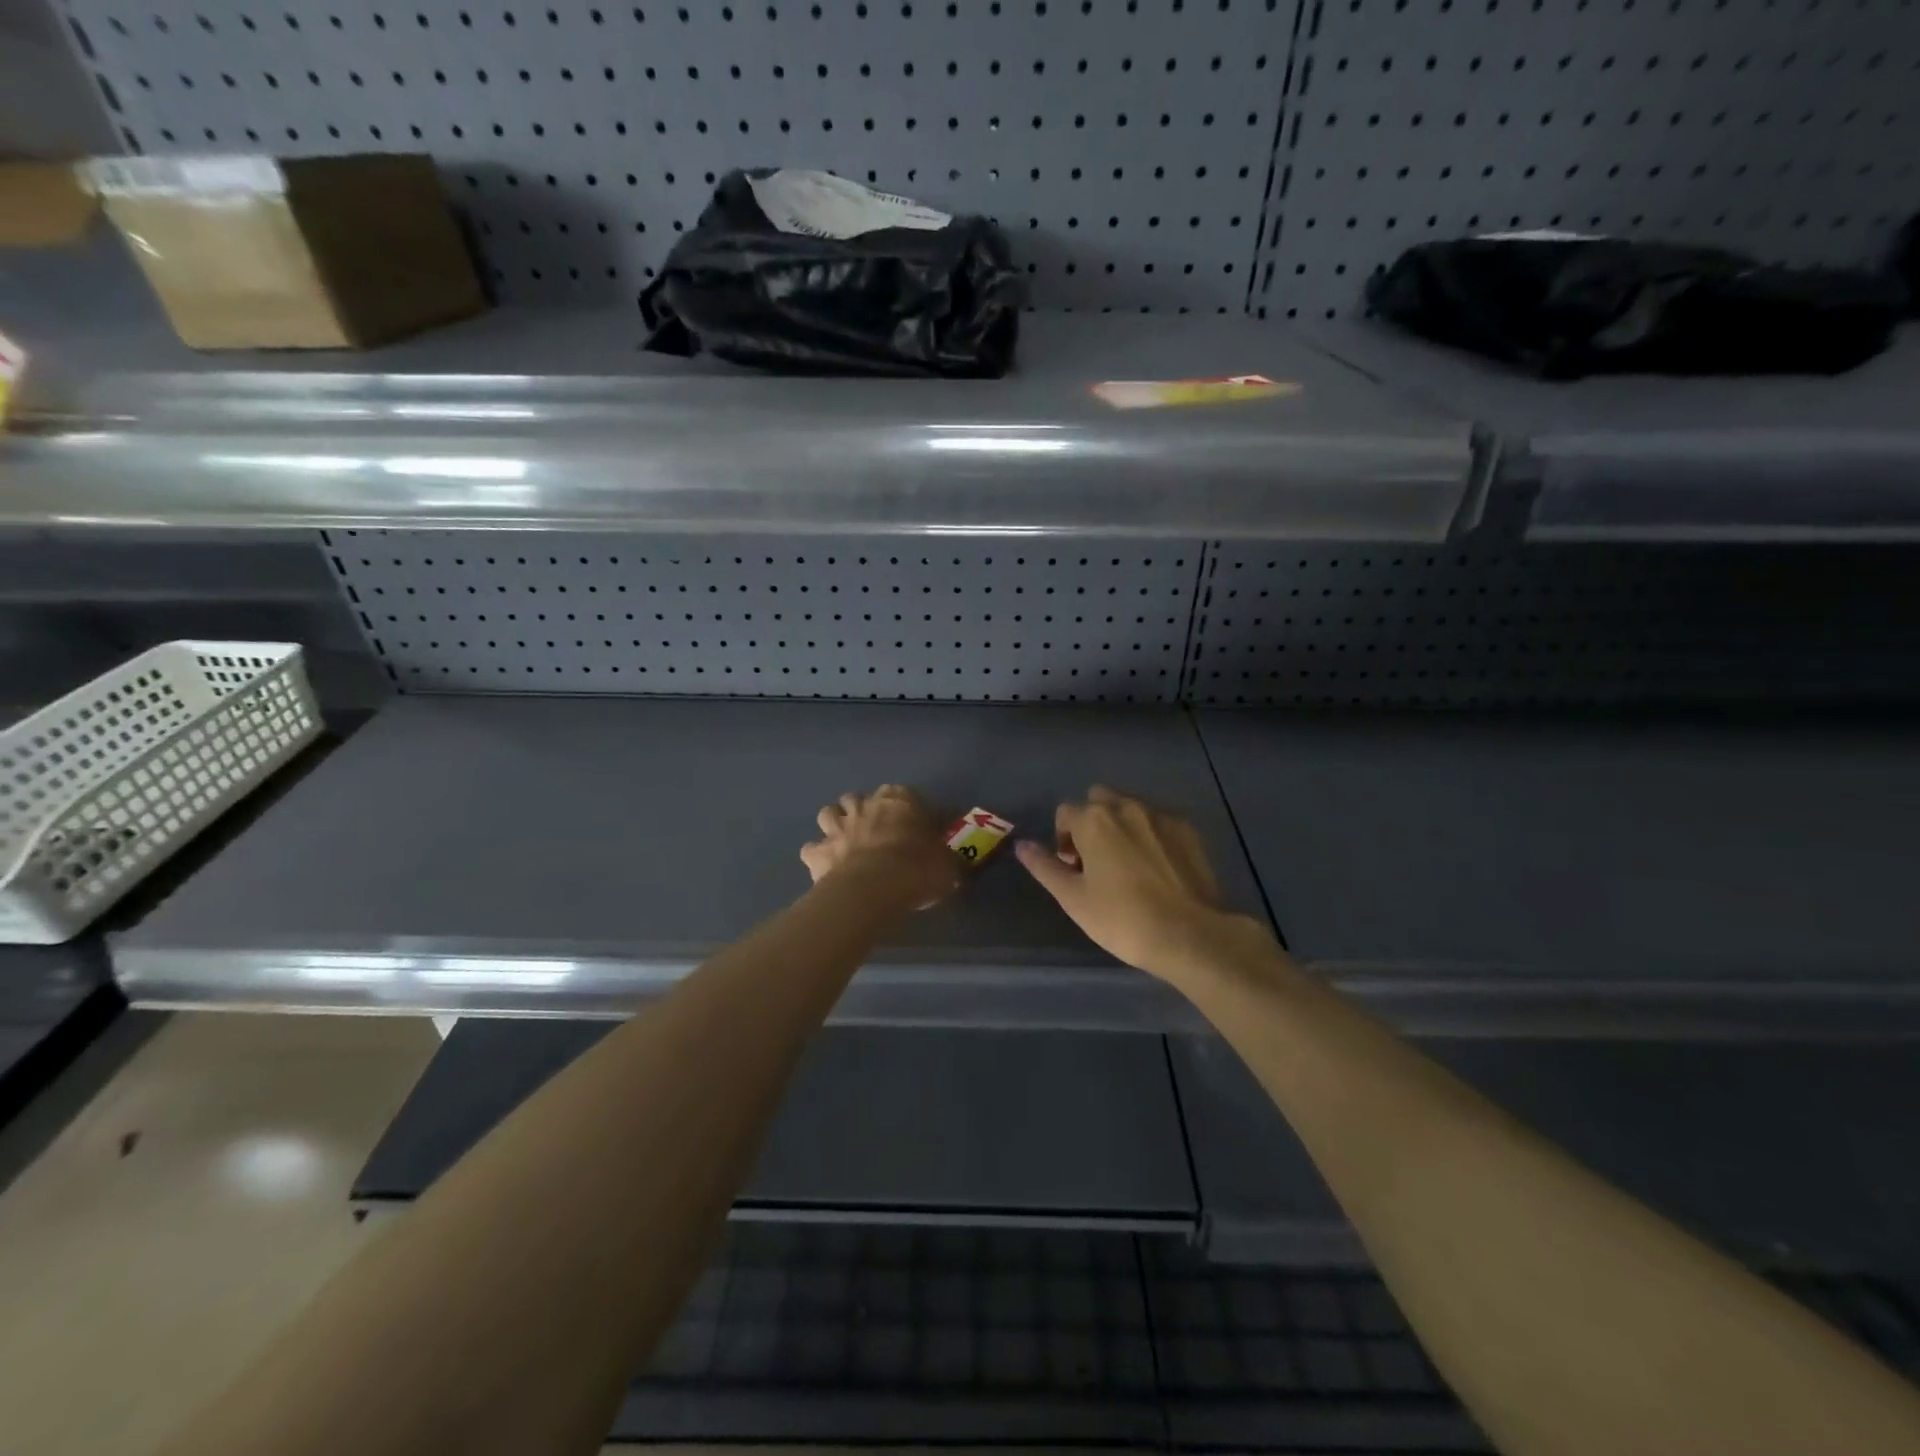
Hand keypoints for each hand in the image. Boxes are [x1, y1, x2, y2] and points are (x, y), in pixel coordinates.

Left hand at [801, 785, 960, 909]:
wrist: (874, 889)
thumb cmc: (917, 870)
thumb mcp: (947, 866)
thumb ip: (948, 860)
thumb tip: (956, 864)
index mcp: (899, 802)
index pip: (902, 793)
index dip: (905, 807)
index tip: (912, 823)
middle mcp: (865, 806)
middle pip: (858, 798)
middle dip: (862, 810)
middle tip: (874, 831)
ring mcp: (837, 827)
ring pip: (828, 813)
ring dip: (835, 824)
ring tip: (845, 841)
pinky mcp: (818, 852)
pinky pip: (811, 849)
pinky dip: (817, 855)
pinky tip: (826, 867)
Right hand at [1016, 786, 1264, 979]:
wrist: (1190, 935)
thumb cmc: (1121, 919)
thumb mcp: (1073, 898)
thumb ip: (1044, 867)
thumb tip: (1022, 845)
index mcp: (1094, 819)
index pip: (1065, 812)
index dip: (1063, 838)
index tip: (1073, 868)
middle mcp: (1127, 806)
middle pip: (1099, 800)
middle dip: (1092, 822)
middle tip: (1097, 861)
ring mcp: (1161, 816)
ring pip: (1130, 808)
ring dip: (1121, 826)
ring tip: (1129, 865)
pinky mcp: (1189, 830)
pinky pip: (1159, 822)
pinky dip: (1151, 834)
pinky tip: (1157, 868)